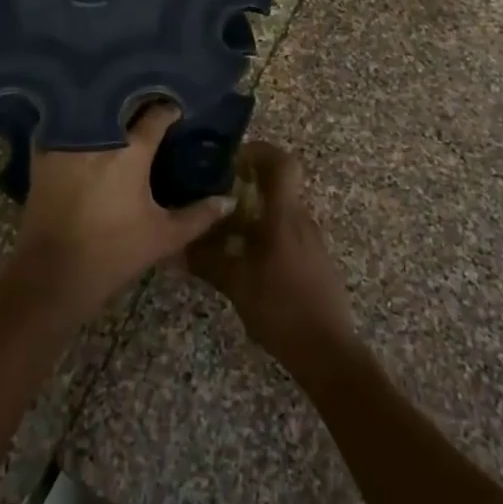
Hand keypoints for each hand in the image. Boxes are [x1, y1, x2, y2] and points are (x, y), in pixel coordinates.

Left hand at [12, 105, 234, 320]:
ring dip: (104, 107)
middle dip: (135, 102)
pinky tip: (84, 127)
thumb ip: (199, 216)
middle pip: (120, 104)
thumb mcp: (164, 237)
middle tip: (148, 106)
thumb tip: (228, 200)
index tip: (176, 111)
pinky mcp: (42, 152)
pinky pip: (61, 124)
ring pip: (89, 109)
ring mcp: (67, 141)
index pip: (156, 115)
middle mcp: (99, 136)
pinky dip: (73, 121)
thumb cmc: (114, 253)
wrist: (53, 275)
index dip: (169, 110)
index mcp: (132, 151)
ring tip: (117, 111)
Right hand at [187, 142, 358, 381]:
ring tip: (222, 228)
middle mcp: (301, 220)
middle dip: (248, 183)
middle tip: (216, 192)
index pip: (282, 163)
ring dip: (254, 212)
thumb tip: (175, 248)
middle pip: (278, 185)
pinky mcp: (314, 260)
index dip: (260, 151)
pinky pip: (287, 232)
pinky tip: (243, 256)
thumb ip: (206, 261)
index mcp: (284, 216)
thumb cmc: (281, 308)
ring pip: (281, 210)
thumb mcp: (236, 284)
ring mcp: (311, 240)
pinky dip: (264, 233)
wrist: (328, 352)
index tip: (232, 156)